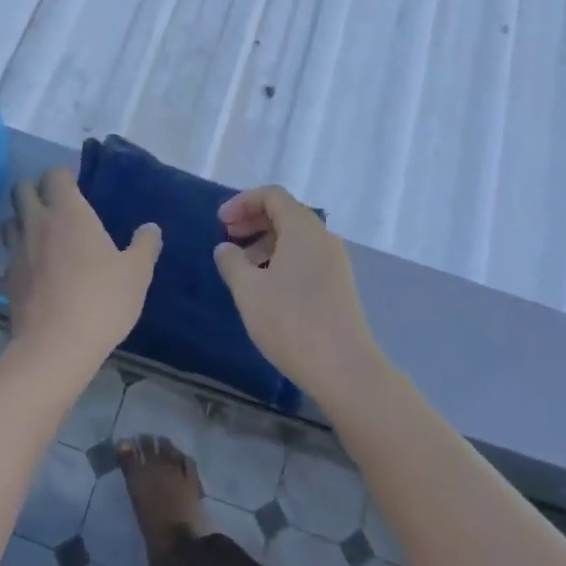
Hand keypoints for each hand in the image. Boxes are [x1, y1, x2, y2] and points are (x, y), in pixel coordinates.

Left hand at [2, 168, 160, 375]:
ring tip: (42, 232)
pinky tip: (37, 267)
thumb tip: (151, 228)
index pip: (55, 175)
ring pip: (10, 219)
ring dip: (23, 218)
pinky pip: (10, 252)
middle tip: (56, 203)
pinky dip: (20, 250)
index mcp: (69, 213)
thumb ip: (145, 245)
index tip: (77, 184)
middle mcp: (38, 223)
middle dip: (35, 188)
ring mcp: (18, 250)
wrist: (55, 347)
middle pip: (21, 189)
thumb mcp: (137, 273)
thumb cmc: (101, 300)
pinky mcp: (8, 278)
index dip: (64, 175)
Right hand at [213, 186, 383, 398]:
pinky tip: (266, 287)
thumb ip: (232, 262)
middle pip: (286, 213)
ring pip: (296, 237)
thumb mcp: (249, 291)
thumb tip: (226, 248)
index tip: (220, 223)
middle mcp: (323, 237)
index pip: (272, 195)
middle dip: (253, 220)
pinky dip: (282, 259)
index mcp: (303, 228)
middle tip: (227, 239)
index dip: (243, 202)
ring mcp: (335, 262)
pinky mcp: (339, 285)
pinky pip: (306, 257)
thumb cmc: (291, 322)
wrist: (345, 369)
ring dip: (266, 242)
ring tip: (243, 267)